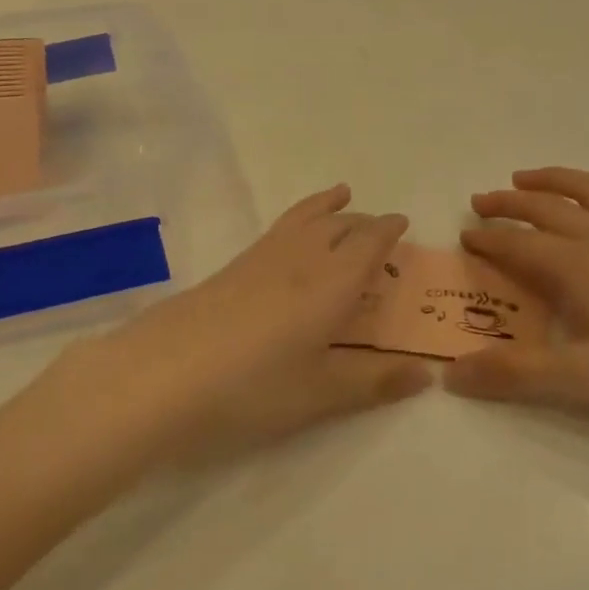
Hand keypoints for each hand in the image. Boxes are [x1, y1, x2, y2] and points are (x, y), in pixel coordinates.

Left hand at [44, 185, 430, 463]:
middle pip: (339, 226)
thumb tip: (427, 374)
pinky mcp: (230, 268)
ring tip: (340, 195)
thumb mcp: (320, 393)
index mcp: (332, 284)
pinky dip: (298, 218)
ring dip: (328, 207)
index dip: (388, 231)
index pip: (369, 243)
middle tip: (378, 226)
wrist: (161, 374)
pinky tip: (290, 237)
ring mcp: (260, 259)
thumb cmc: (252, 387)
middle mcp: (300, 259)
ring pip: (305, 218)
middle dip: (363, 222)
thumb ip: (373, 381)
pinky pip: (278, 228)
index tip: (403, 223)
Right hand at [445, 168, 588, 441]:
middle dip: (509, 203)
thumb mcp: (584, 381)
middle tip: (480, 202)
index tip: (462, 237)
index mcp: (580, 266)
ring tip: (528, 178)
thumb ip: (515, 374)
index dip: (488, 240)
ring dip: (555, 180)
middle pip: (548, 208)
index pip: (520, 244)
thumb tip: (452, 374)